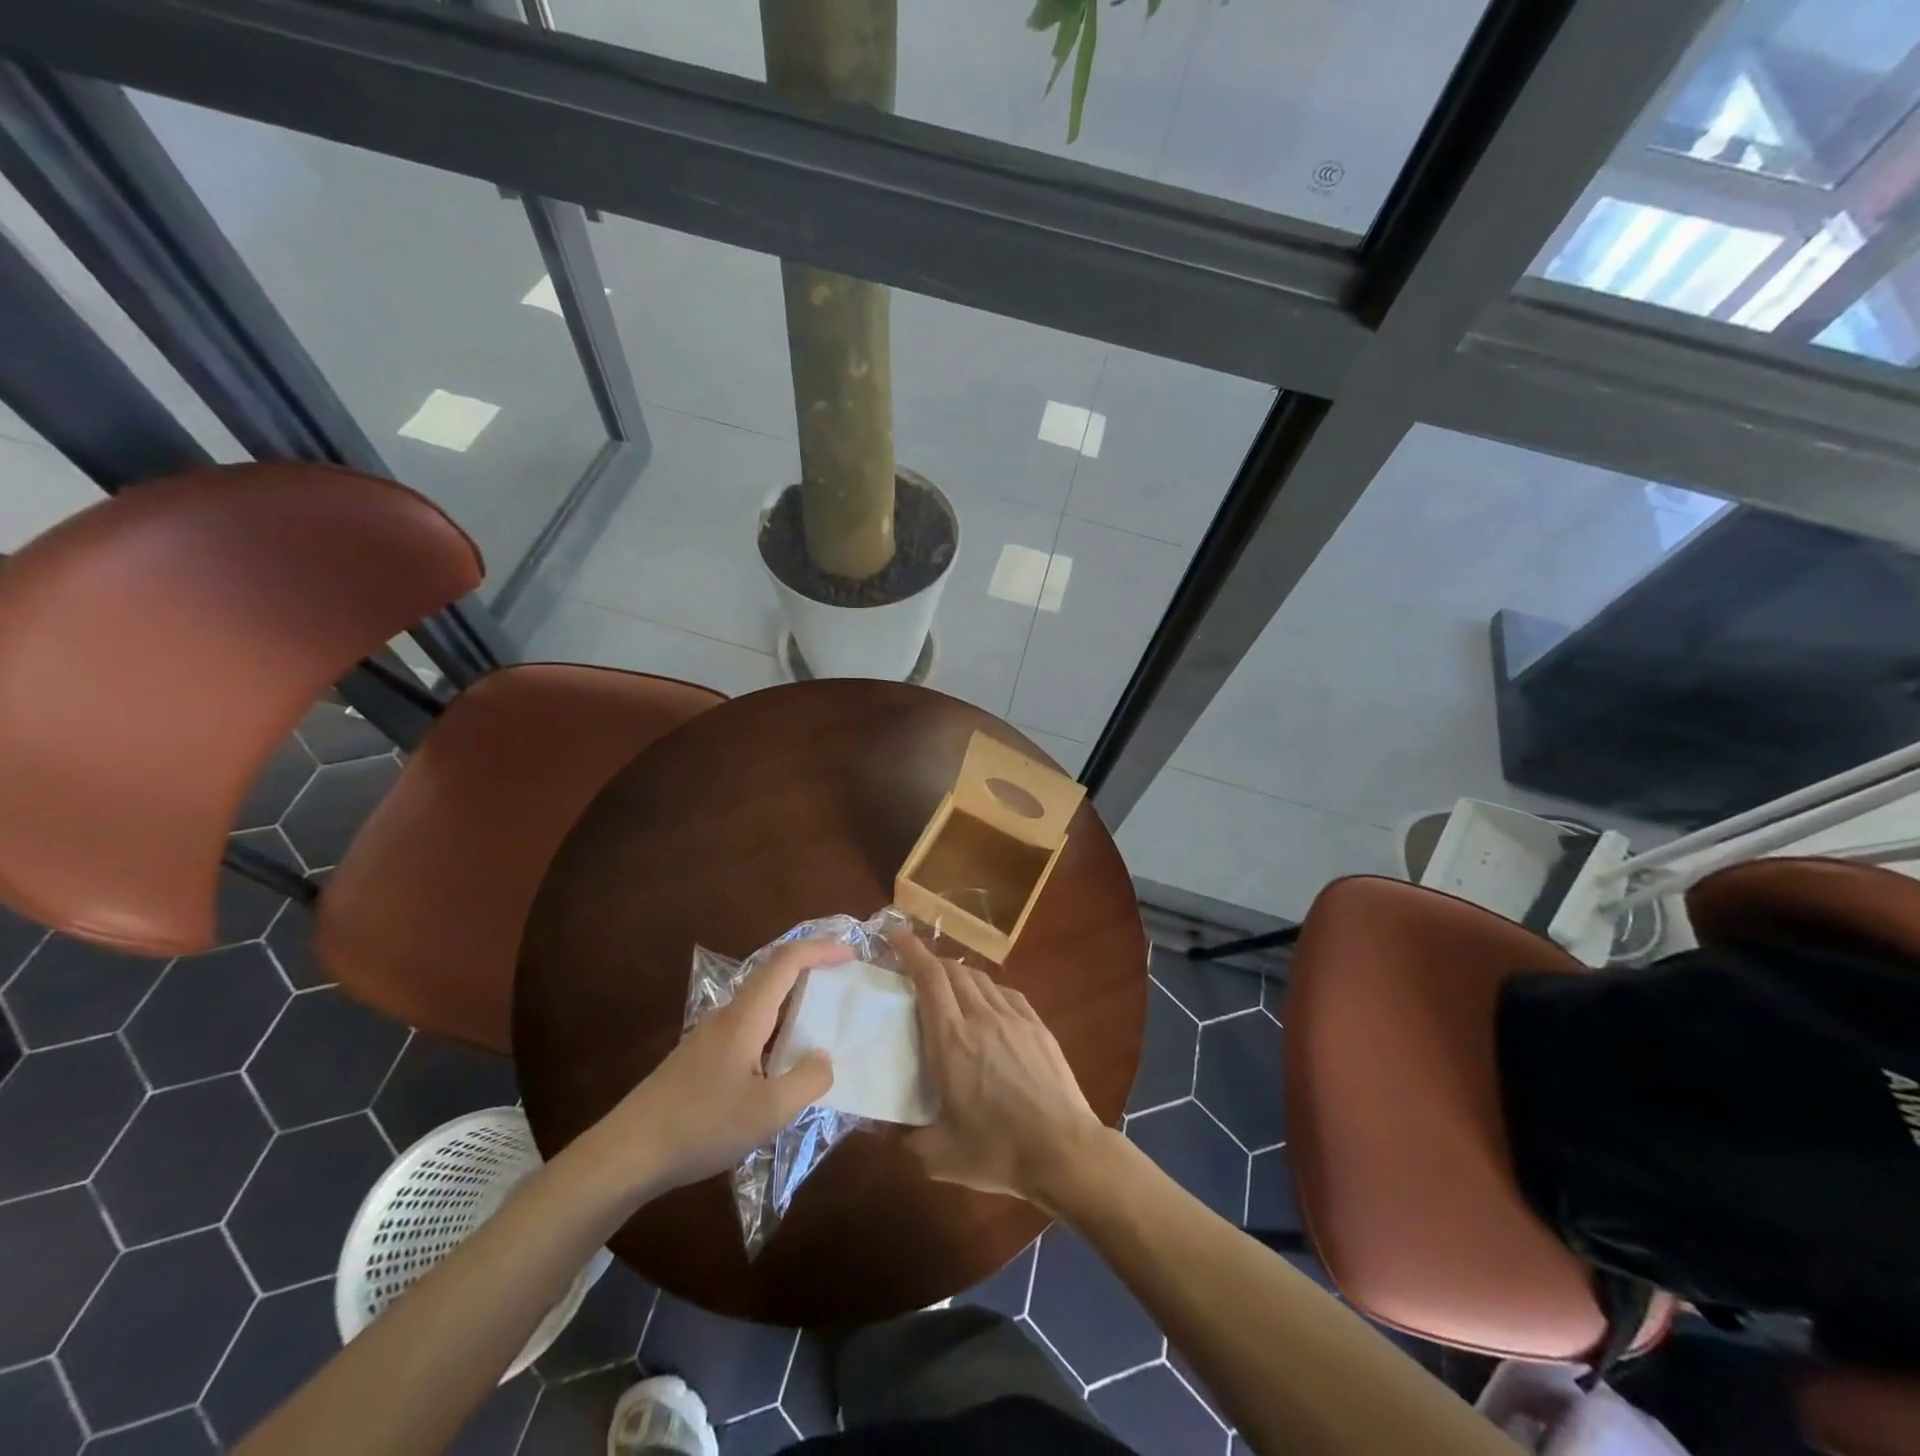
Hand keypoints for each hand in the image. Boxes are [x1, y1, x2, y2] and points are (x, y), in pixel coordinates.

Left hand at [582, 937, 839, 1197]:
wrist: (627, 1153)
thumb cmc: (701, 1125)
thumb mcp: (767, 1112)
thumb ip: (807, 1081)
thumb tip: (824, 1058)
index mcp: (746, 1016)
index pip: (787, 961)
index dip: (821, 950)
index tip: (852, 956)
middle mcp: (728, 1015)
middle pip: (773, 974)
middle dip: (811, 971)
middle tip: (843, 987)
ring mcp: (710, 1035)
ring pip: (760, 1003)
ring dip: (793, 1002)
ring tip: (820, 1026)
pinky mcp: (700, 1057)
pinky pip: (748, 1027)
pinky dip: (775, 1028)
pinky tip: (781, 1065)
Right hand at [891, 928, 1107, 1206]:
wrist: (1063, 1151)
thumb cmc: (997, 1152)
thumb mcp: (939, 1157)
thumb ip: (907, 1140)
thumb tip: (887, 1132)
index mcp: (950, 1041)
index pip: (928, 978)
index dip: (910, 951)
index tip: (895, 935)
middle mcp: (980, 1018)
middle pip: (953, 971)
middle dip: (930, 961)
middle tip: (915, 969)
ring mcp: (1013, 1018)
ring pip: (980, 979)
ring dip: (958, 974)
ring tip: (948, 986)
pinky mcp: (1038, 1026)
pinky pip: (1007, 993)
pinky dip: (988, 990)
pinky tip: (987, 1004)